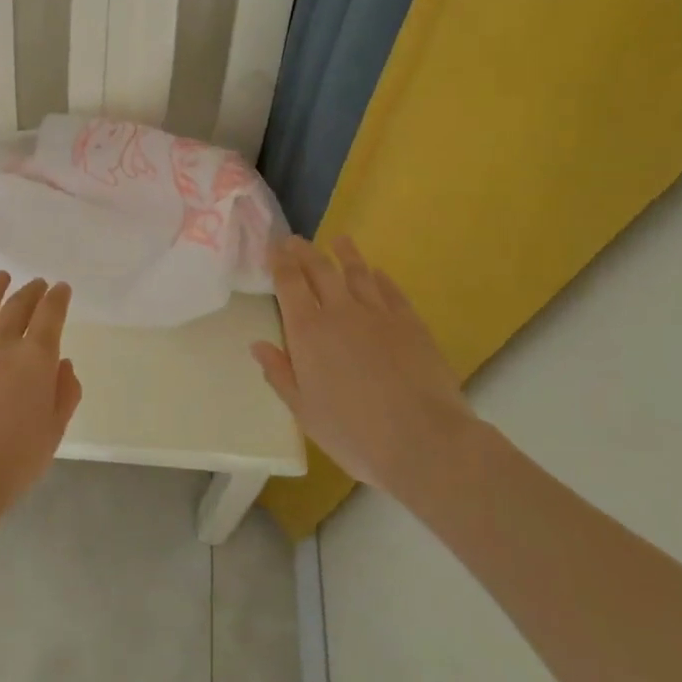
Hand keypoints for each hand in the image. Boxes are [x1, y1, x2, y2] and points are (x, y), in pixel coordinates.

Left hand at [0, 272, 81, 512]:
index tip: (61, 288)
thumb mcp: (54, 431)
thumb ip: (65, 393)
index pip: (50, 314)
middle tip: (37, 284)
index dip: (58, 298)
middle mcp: (1, 342)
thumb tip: (63, 363)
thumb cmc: (13, 461)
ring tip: (2, 277)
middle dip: (31, 291)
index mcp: (35, 358)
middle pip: (18, 305)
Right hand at [251, 237, 476, 504]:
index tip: (273, 247)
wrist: (423, 441)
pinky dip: (380, 278)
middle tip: (295, 240)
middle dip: (304, 252)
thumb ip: (280, 373)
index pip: (289, 283)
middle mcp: (340, 312)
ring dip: (345, 254)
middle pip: (320, 270)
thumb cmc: (353, 433)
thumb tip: (258, 344)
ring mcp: (378, 314)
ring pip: (357, 273)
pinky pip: (391, 291)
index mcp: (307, 331)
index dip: (279, 262)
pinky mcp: (411, 323)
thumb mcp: (304, 411)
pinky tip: (377, 273)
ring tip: (339, 241)